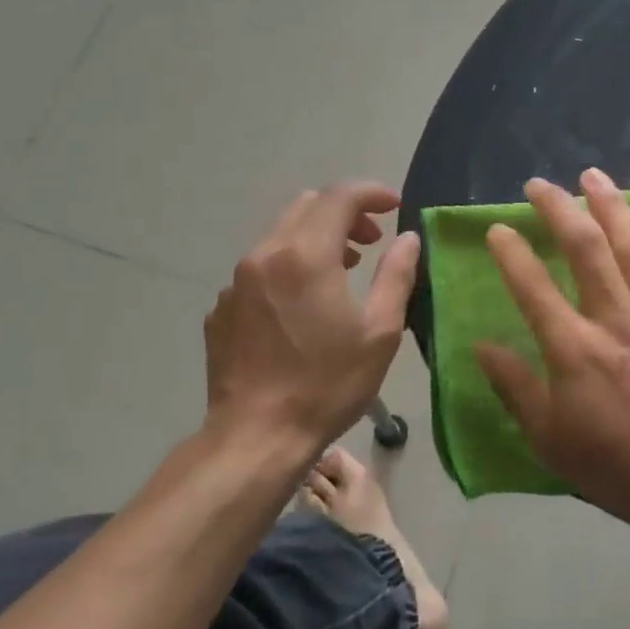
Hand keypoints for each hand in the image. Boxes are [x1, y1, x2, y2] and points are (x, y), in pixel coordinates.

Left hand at [203, 182, 420, 454]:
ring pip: (280, 236)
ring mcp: (235, 282)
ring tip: (344, 269)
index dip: (371, 192)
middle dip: (344, 212)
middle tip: (373, 240)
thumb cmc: (327, 384)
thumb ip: (397, 275)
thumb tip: (407, 238)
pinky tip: (303, 307)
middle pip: (306, 207)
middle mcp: (264, 255)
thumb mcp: (379, 332)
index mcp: (305, 255)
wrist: (256, 436)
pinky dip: (289, 268)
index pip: (339, 196)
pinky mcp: (222, 308)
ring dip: (316, 239)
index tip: (394, 205)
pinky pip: (260, 269)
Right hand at [475, 169, 629, 539]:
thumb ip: (515, 387)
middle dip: (558, 209)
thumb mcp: (550, 438)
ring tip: (593, 176)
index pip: (533, 286)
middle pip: (586, 248)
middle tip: (539, 185)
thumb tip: (482, 345)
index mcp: (575, 350)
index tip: (497, 229)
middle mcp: (616, 320)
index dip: (511, 252)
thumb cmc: (616, 467)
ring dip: (611, 206)